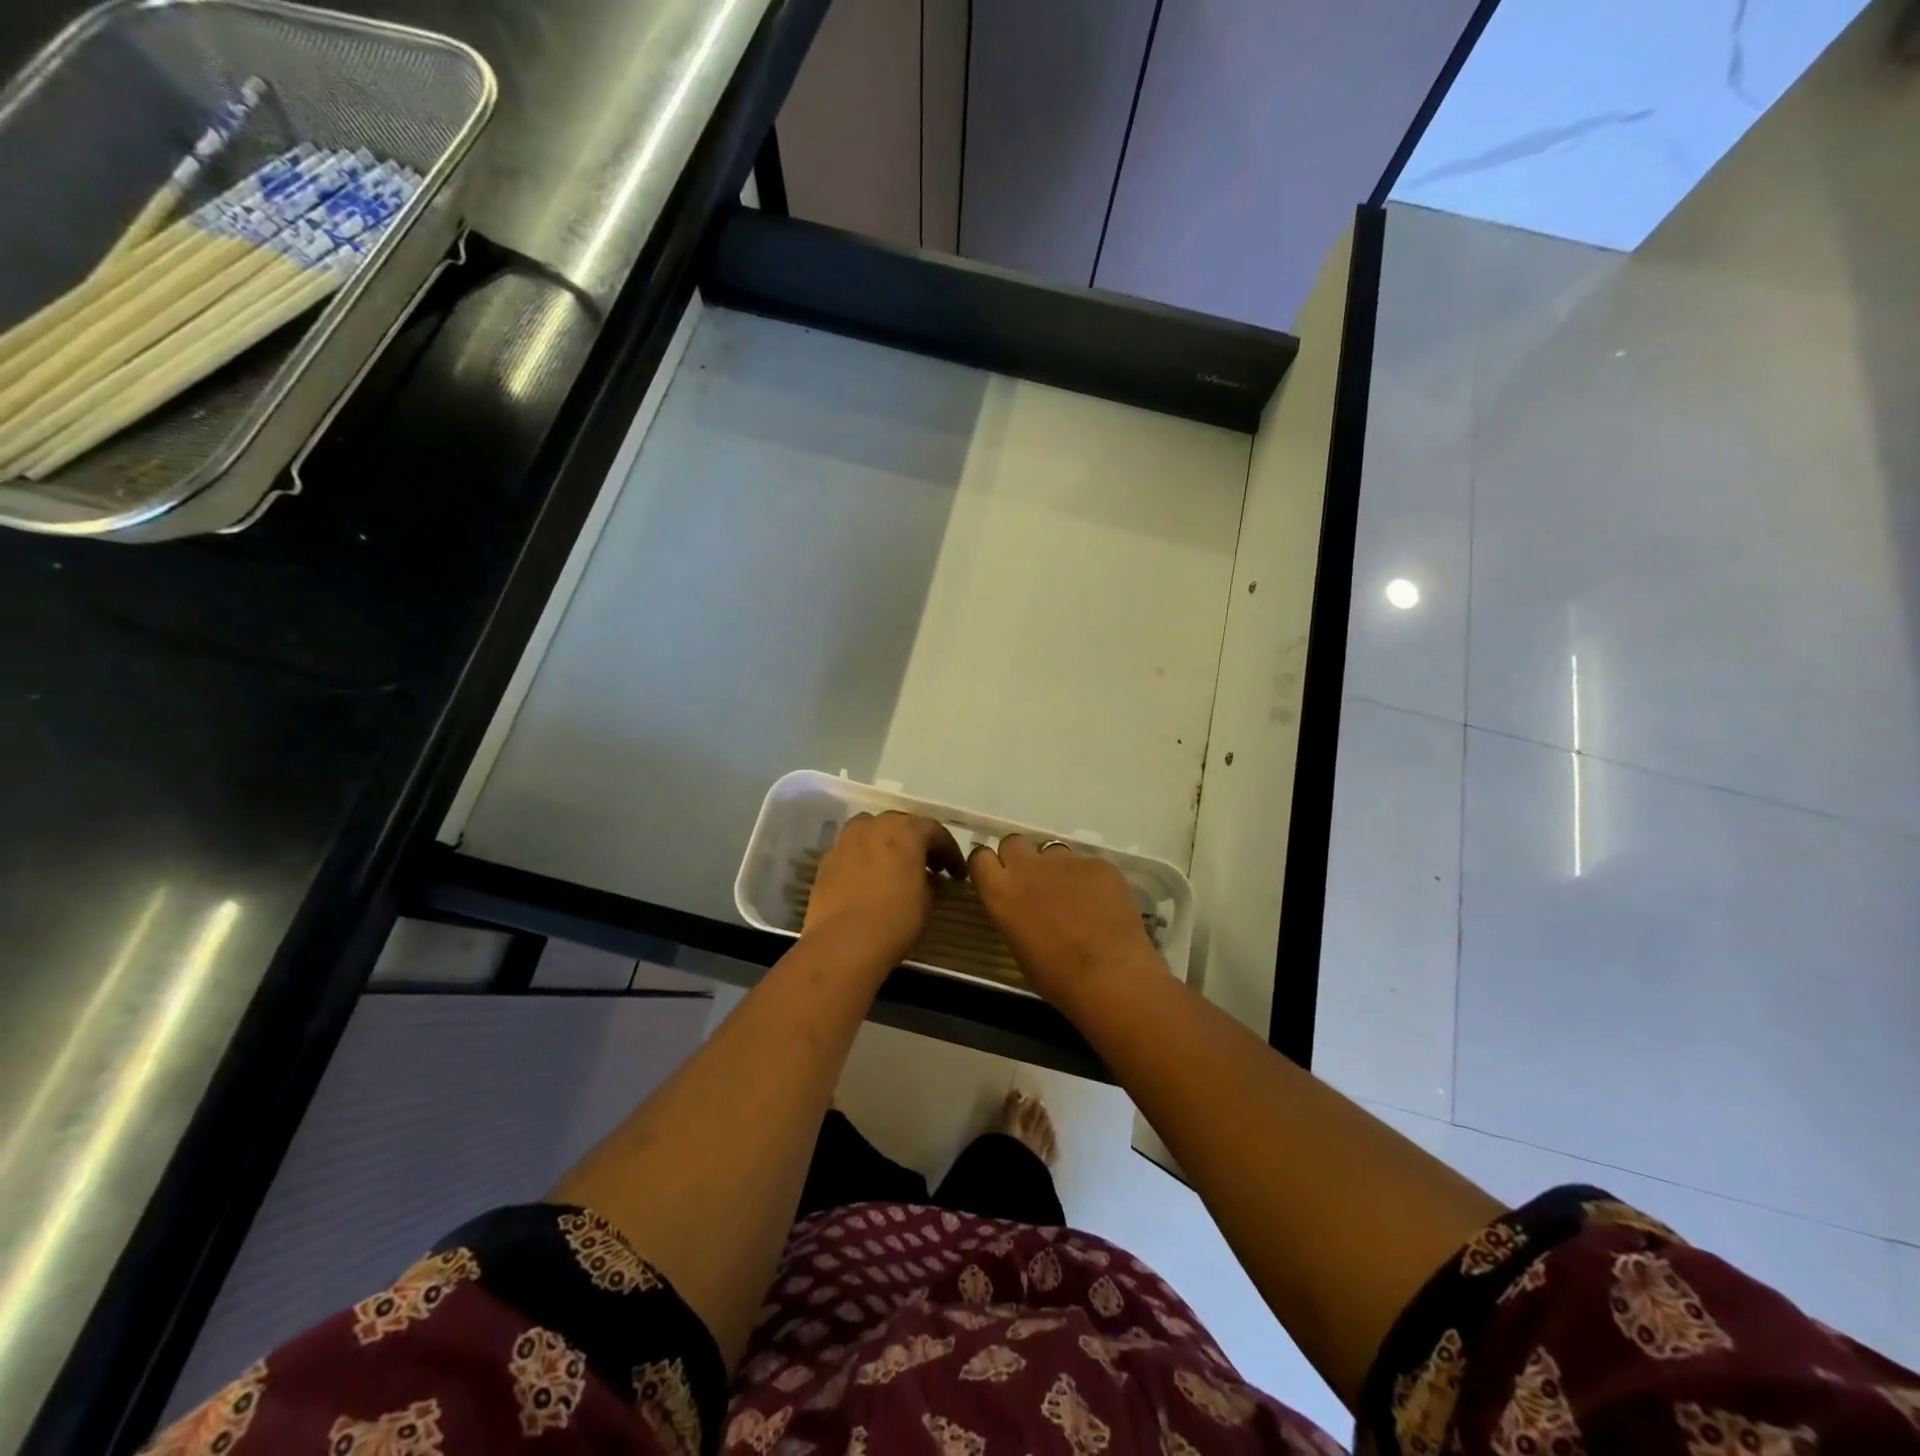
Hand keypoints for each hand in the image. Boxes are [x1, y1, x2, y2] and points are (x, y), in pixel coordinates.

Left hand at [802, 812, 965, 972]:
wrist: (843, 942)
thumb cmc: (896, 919)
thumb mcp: (928, 902)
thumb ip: (931, 882)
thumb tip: (928, 878)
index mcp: (905, 830)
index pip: (935, 831)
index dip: (950, 852)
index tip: (957, 873)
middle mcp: (874, 826)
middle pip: (900, 825)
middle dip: (917, 842)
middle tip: (929, 865)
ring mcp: (846, 841)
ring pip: (871, 831)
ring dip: (886, 844)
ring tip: (895, 867)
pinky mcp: (826, 861)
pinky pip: (852, 851)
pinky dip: (864, 859)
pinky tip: (869, 880)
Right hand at [968, 835, 1163, 1007]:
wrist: (1110, 977)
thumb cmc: (1056, 977)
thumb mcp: (1018, 946)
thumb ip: (1013, 913)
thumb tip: (1022, 907)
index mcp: (1001, 891)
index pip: (980, 857)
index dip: (989, 865)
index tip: (997, 878)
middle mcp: (1028, 866)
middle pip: (1014, 842)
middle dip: (1020, 857)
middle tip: (1034, 882)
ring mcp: (1066, 860)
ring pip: (1054, 852)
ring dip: (1057, 870)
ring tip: (1075, 898)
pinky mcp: (1098, 864)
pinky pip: (1088, 866)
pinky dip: (1091, 880)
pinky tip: (1103, 905)